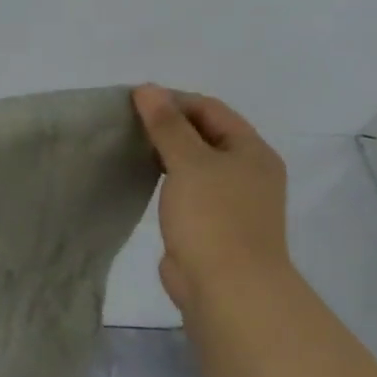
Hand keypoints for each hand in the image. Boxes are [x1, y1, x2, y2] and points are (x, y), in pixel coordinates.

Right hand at [132, 85, 293, 314]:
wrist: (227, 287)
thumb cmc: (214, 218)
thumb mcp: (189, 162)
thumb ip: (167, 125)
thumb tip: (147, 89)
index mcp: (251, 151)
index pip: (210, 109)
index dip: (173, 100)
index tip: (132, 103)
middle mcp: (246, 171)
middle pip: (204, 133)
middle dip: (167, 125)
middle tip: (125, 123)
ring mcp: (231, 199)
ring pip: (194, 162)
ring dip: (164, 151)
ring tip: (128, 146)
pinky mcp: (211, 222)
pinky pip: (186, 187)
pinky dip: (165, 177)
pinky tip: (140, 177)